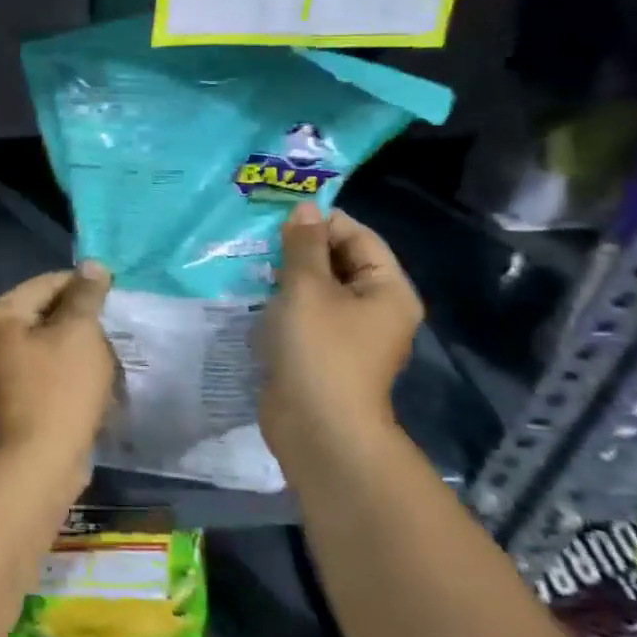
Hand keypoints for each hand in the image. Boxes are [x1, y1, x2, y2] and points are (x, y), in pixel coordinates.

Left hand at [0, 263, 115, 471]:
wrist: (38, 466)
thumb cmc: (59, 390)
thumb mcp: (79, 334)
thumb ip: (86, 296)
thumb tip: (92, 265)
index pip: (44, 283)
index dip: (82, 283)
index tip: (116, 292)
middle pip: (43, 313)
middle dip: (81, 318)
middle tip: (115, 325)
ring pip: (47, 346)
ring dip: (78, 348)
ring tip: (110, 354)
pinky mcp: (14, 402)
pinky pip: (46, 374)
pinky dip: (70, 373)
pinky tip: (96, 382)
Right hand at [260, 204, 420, 452]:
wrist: (317, 428)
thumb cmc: (320, 350)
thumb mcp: (308, 288)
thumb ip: (303, 245)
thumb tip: (304, 208)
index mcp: (387, 289)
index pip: (359, 237)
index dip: (322, 221)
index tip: (278, 215)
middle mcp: (375, 309)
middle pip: (339, 261)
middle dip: (301, 248)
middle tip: (258, 237)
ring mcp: (348, 334)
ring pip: (317, 289)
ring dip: (287, 275)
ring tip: (249, 261)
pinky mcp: (321, 353)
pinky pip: (304, 315)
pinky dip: (282, 302)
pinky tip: (252, 295)